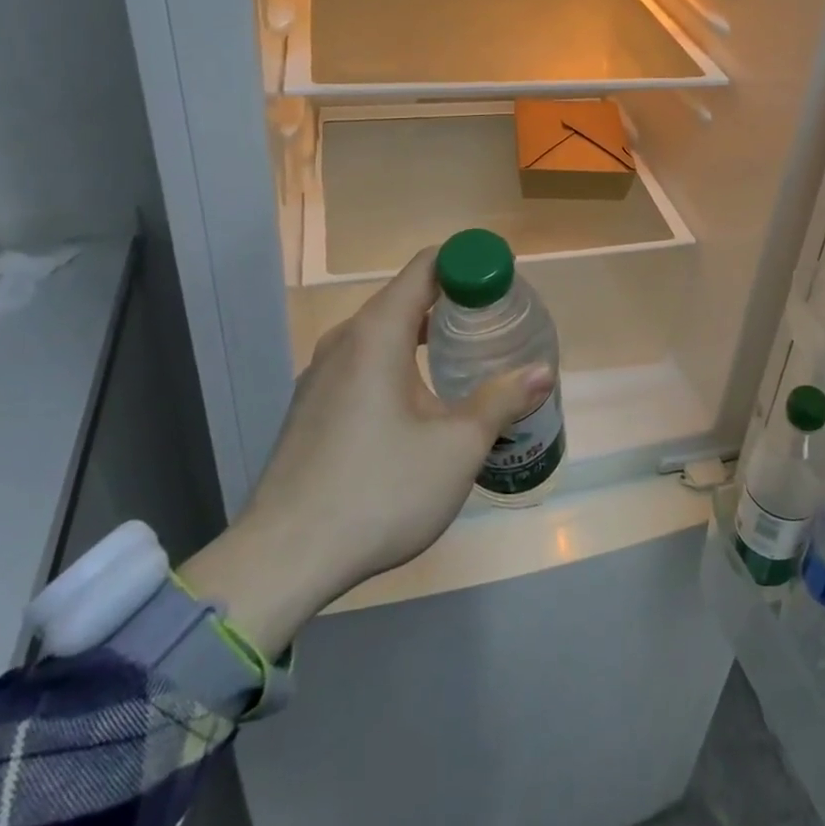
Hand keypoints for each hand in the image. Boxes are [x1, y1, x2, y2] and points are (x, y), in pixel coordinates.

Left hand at [179, 248, 549, 656]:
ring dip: (426, 336)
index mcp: (377, 334)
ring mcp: (320, 376)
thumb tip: (543, 372)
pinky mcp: (311, 408)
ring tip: (467, 362)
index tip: (504, 285)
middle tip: (497, 327)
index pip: (427, 266)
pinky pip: (364, 364)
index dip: (469, 265)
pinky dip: (399, 363)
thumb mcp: (457, 447)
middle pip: (406, 297)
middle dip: (454, 303)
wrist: (282, 561)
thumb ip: (502, 400)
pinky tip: (421, 404)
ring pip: (383, 334)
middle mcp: (345, 342)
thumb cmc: (379, 491)